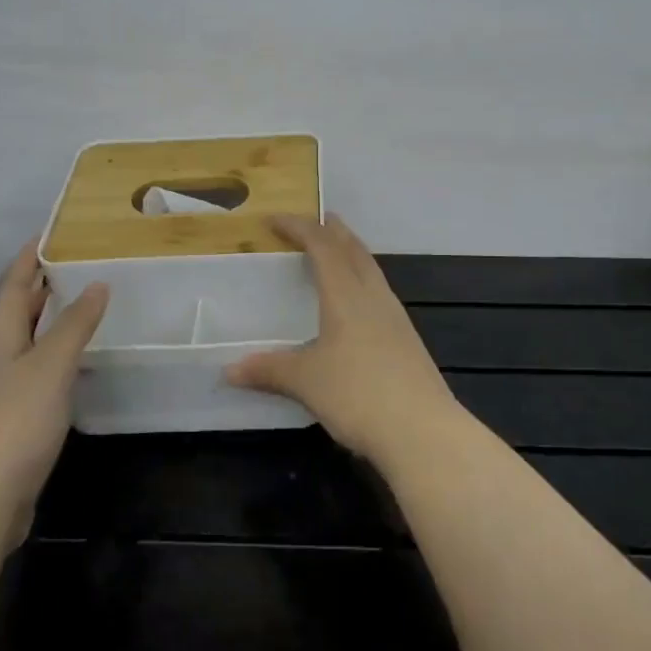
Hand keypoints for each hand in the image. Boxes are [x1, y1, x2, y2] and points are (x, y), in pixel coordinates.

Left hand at [0, 242, 107, 543]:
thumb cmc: (15, 421)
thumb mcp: (50, 366)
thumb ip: (74, 326)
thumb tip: (97, 284)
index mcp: (0, 342)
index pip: (12, 289)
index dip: (27, 261)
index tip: (46, 235)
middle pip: (15, 316)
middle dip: (38, 289)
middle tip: (72, 266)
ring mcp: (1, 395)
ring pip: (26, 346)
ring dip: (48, 324)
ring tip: (80, 309)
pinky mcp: (13, 425)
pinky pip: (37, 377)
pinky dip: (55, 360)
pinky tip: (75, 368)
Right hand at [225, 213, 463, 467]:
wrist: (423, 431)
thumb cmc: (358, 394)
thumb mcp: (306, 381)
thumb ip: (269, 370)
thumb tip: (228, 371)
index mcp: (346, 295)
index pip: (322, 246)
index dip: (299, 227)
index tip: (274, 219)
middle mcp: (374, 297)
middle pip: (354, 250)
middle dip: (334, 231)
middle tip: (318, 219)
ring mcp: (395, 318)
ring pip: (371, 271)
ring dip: (352, 254)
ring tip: (337, 253)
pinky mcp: (407, 341)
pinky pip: (380, 294)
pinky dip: (363, 282)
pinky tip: (358, 304)